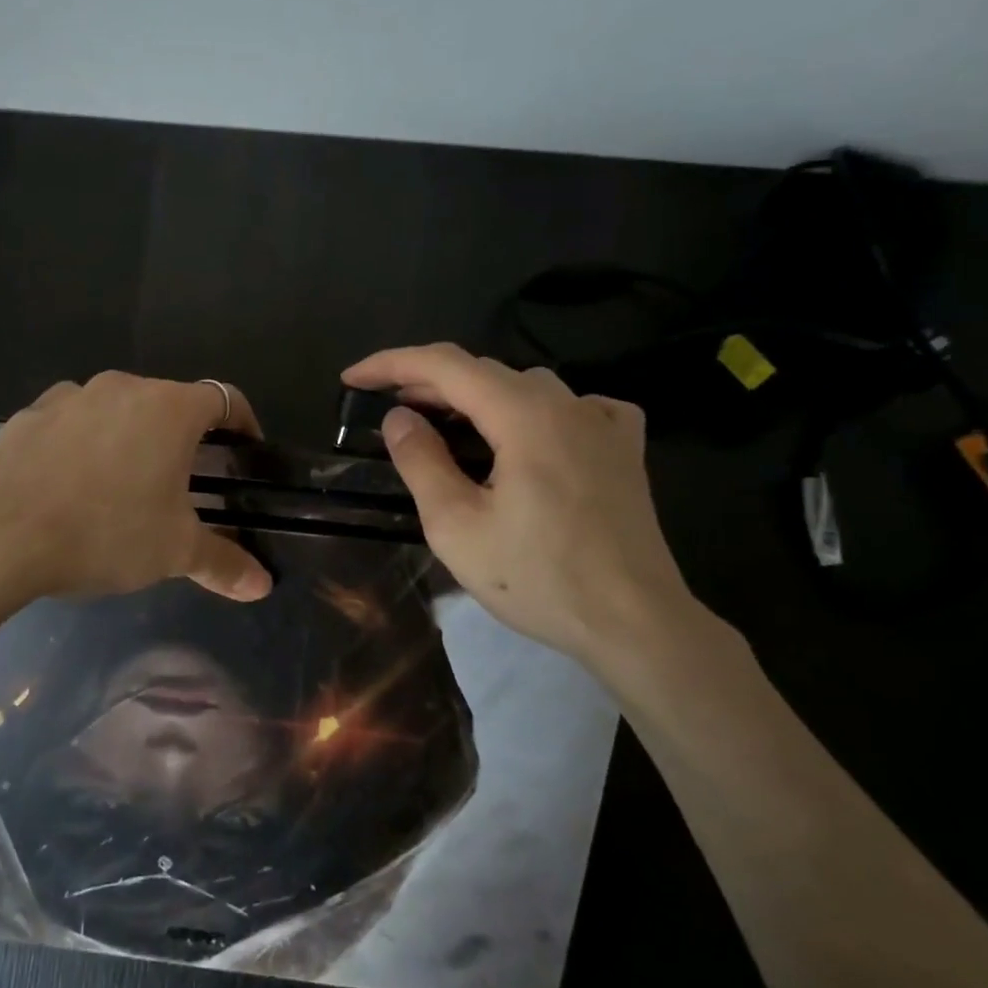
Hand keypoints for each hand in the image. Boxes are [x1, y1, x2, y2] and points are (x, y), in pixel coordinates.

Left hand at [0, 371, 272, 602]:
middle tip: (183, 479)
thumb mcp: (173, 552)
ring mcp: (70, 396)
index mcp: (169, 409)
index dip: (243, 421)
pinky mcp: (29, 414)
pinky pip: (72, 421)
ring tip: (123, 483)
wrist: (0, 538)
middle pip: (169, 402)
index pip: (225, 398)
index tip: (244, 449)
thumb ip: (224, 563)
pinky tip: (71, 483)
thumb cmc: (105, 533)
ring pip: (117, 409)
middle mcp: (122, 387)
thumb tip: (263, 586)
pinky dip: (83, 442)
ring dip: (130, 436)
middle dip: (183, 435)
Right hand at [342, 343, 699, 669]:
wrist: (635, 623)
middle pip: (484, 372)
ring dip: (477, 397)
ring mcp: (604, 423)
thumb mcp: (457, 526)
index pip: (444, 365)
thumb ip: (422, 462)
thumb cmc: (538, 578)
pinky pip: (573, 408)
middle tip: (389, 407)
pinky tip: (531, 434)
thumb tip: (399, 418)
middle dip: (428, 382)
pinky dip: (535, 411)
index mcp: (523, 415)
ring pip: (526, 387)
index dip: (391, 364)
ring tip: (446, 422)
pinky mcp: (625, 449)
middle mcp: (566, 403)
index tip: (352, 378)